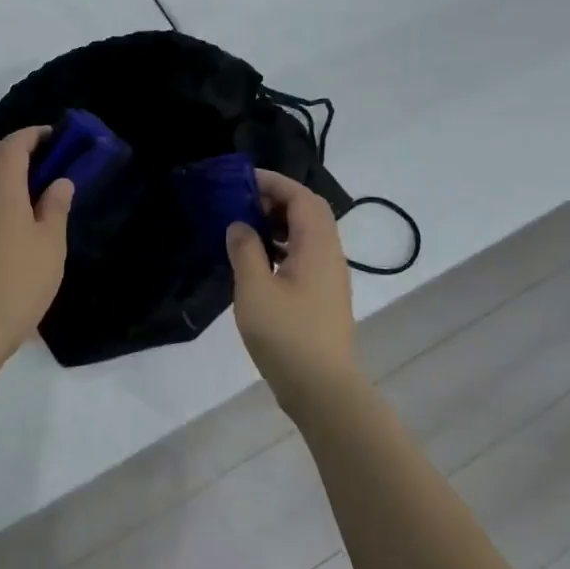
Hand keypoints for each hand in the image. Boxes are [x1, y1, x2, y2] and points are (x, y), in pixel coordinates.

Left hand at [0, 125, 73, 364]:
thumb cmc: (19, 279)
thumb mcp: (50, 242)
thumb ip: (56, 206)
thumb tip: (59, 181)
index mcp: (1, 184)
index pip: (15, 143)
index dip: (35, 136)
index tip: (56, 139)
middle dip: (18, 151)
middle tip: (46, 166)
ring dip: (3, 174)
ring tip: (31, 194)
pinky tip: (9, 221)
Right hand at [226, 170, 361, 402]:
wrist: (321, 388)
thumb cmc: (286, 334)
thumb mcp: (254, 288)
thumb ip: (245, 250)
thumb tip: (239, 225)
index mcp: (317, 246)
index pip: (301, 197)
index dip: (274, 182)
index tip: (243, 180)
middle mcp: (330, 255)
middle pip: (309, 212)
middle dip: (276, 200)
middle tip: (242, 202)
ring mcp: (329, 277)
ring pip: (307, 235)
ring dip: (279, 224)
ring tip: (244, 228)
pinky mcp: (323, 296)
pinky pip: (304, 255)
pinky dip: (282, 246)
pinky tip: (257, 262)